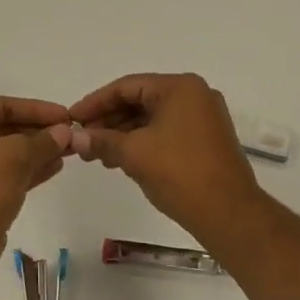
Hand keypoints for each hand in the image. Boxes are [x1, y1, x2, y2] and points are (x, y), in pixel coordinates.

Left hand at [0, 96, 72, 261]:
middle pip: (4, 128)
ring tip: (69, 150)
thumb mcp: (16, 155)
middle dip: (39, 131)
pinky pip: (7, 173)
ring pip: (8, 153)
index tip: (64, 115)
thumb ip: (43, 140)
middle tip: (70, 134)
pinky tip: (56, 167)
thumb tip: (66, 132)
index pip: (0, 105)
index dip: (35, 108)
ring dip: (38, 150)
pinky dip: (30, 169)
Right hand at [69, 73, 260, 238]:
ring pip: (151, 118)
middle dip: (107, 120)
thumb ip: (101, 140)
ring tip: (95, 154)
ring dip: (122, 134)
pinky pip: (164, 132)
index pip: (126, 87)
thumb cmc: (179, 173)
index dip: (94, 103)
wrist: (228, 213)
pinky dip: (141, 142)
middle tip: (81, 139)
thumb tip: (75, 138)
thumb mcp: (133, 154)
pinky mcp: (205, 140)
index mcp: (179, 88)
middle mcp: (194, 95)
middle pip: (139, 100)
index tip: (71, 119)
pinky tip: (119, 159)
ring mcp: (203, 118)